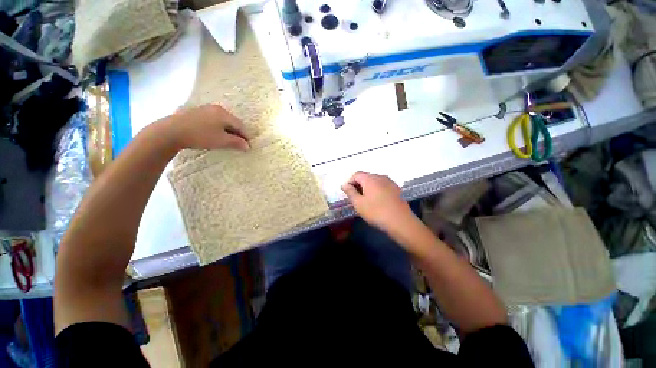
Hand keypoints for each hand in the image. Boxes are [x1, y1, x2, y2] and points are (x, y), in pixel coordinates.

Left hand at [162, 104, 249, 151]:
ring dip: (227, 131)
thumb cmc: (201, 136)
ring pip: (222, 121)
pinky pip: (212, 120)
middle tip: (239, 144)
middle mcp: (216, 108)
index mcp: (225, 114)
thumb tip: (248, 146)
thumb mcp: (222, 141)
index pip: (241, 126)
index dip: (246, 136)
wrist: (170, 131)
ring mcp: (205, 109)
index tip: (249, 146)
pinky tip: (214, 134)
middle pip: (232, 122)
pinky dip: (217, 128)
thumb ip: (237, 143)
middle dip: (237, 133)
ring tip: (227, 140)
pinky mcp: (195, 112)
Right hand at [341, 172, 416, 232]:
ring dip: (367, 188)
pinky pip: (382, 186)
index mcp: (370, 179)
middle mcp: (380, 177)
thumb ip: (350, 192)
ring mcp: (390, 182)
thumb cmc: (376, 212)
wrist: (401, 222)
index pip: (356, 175)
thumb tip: (344, 185)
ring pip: (374, 182)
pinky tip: (377, 202)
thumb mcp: (359, 204)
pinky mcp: (396, 189)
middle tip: (355, 198)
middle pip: (366, 177)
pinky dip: (376, 191)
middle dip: (358, 185)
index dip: (349, 182)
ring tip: (366, 201)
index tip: (347, 193)